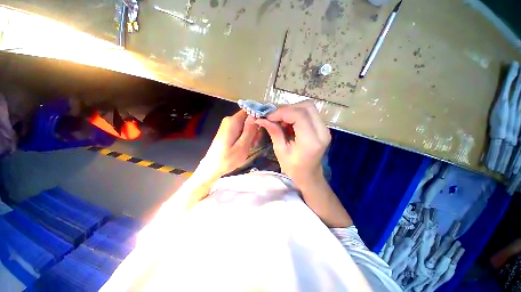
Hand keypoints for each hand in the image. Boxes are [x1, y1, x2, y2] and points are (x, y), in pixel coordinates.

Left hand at [196, 110, 258, 180]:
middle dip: (254, 129)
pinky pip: (240, 130)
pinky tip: (245, 146)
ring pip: (245, 125)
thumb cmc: (227, 159)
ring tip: (250, 146)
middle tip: (255, 142)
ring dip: (250, 135)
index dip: (258, 117)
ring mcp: (228, 126)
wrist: (212, 168)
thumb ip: (250, 130)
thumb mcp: (242, 146)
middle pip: (248, 119)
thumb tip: (256, 116)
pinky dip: (245, 137)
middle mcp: (229, 120)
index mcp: (233, 121)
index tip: (261, 128)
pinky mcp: (228, 131)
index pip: (249, 110)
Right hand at [255, 101, 330, 185]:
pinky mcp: (322, 127)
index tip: (268, 116)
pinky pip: (309, 113)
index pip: (299, 115)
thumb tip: (262, 119)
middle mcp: (322, 132)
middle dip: (287, 109)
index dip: (282, 112)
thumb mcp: (281, 151)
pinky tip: (288, 122)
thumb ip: (274, 132)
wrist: (309, 176)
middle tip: (274, 117)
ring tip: (280, 120)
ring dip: (291, 110)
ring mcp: (324, 128)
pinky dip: (296, 113)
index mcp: (311, 141)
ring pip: (308, 107)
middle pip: (306, 107)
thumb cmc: (293, 168)